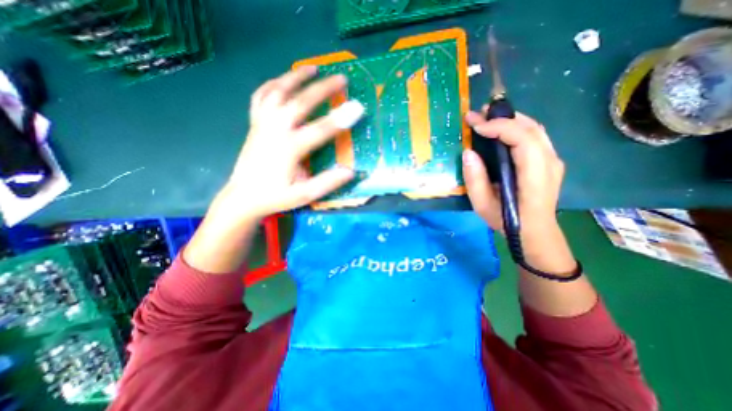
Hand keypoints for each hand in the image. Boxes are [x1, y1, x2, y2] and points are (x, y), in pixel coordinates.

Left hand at [216, 66, 366, 223]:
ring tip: (314, 68)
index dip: (340, 119)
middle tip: (342, 79)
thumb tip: (349, 171)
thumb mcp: (303, 196)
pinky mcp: (254, 124)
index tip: (357, 107)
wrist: (243, 197)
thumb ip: (326, 183)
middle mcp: (275, 131)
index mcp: (289, 149)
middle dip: (323, 89)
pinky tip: (283, 80)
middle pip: (300, 102)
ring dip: (296, 77)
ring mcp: (262, 124)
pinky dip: (273, 84)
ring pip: (278, 92)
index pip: (319, 130)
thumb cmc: (275, 197)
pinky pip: (261, 96)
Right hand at [463, 108, 565, 244]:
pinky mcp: (548, 160)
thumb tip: (468, 152)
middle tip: (478, 114)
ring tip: (487, 118)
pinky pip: (534, 136)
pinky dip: (516, 127)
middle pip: (531, 128)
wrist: (534, 232)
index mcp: (535, 176)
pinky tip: (500, 130)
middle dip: (503, 117)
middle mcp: (550, 163)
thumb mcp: (482, 205)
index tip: (476, 126)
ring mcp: (553, 160)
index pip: (523, 140)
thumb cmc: (507, 221)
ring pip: (535, 128)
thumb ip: (475, 180)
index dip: (499, 127)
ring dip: (510, 119)